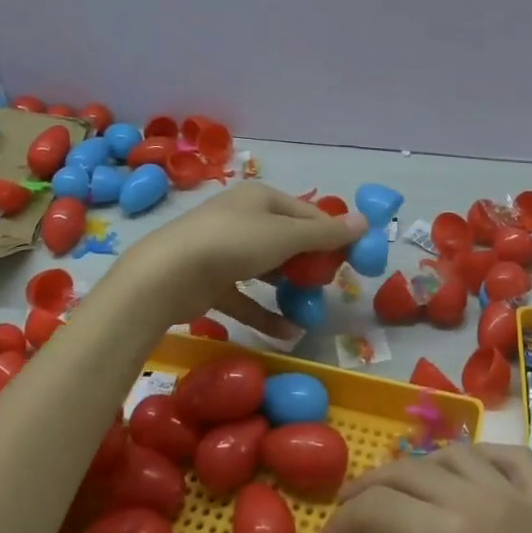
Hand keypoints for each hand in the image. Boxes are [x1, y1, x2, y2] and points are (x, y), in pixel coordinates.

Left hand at [119, 182, 363, 326]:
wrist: (166, 275)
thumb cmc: (233, 243)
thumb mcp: (286, 236)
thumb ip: (326, 233)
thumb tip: (365, 221)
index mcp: (262, 199)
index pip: (308, 213)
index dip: (332, 236)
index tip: (353, 262)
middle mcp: (244, 219)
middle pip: (288, 241)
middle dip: (311, 265)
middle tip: (331, 288)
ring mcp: (225, 251)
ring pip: (267, 270)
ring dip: (290, 290)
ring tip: (312, 310)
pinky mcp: (211, 283)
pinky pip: (246, 297)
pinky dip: (266, 313)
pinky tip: (289, 333)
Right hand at [322, 446, 531, 532]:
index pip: (380, 505)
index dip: (346, 518)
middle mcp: (485, 501)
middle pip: (413, 470)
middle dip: (373, 486)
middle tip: (352, 511)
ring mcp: (527, 503)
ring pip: (460, 455)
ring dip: (422, 468)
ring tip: (404, 496)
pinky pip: (515, 460)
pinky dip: (483, 457)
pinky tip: (470, 478)